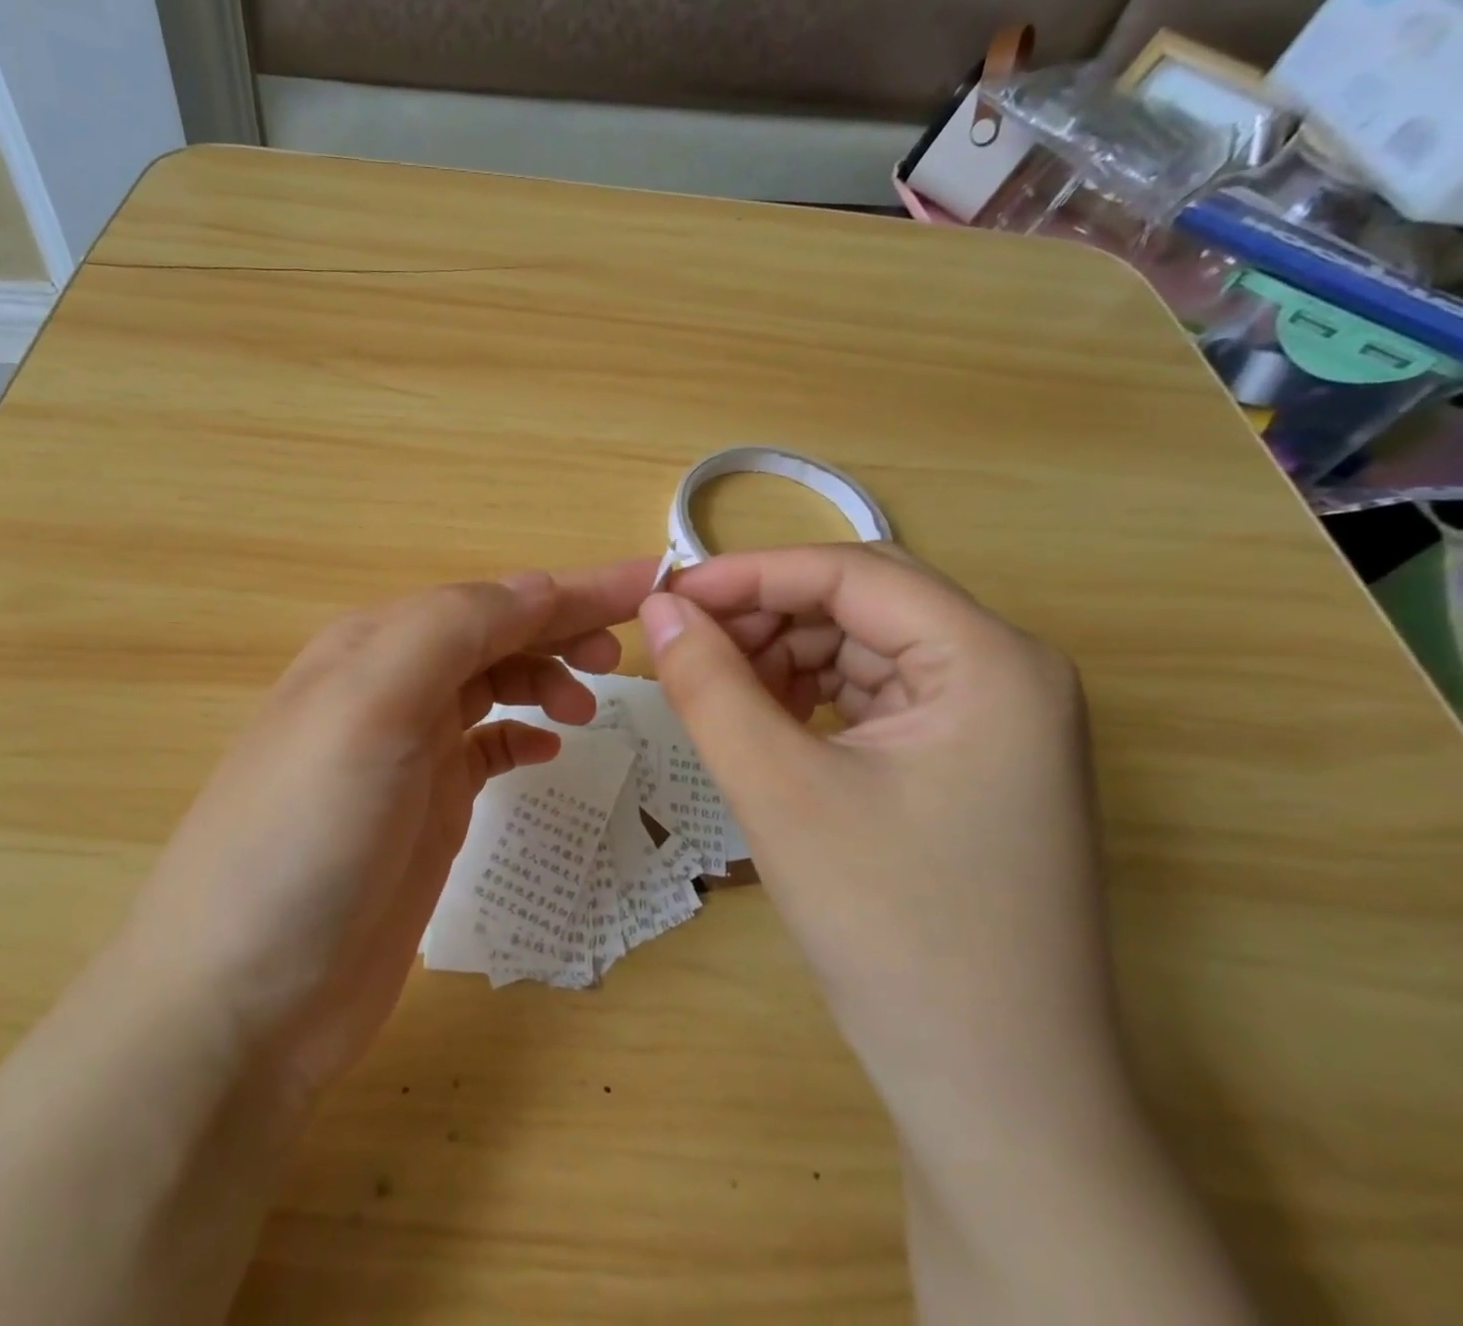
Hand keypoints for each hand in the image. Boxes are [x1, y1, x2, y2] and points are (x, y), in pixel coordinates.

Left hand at [114, 559, 655, 1104]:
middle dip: (562, 626)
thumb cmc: (307, 836)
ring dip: (543, 677)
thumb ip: (450, 631)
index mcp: (374, 648)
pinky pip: (484, 746)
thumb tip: (538, 588)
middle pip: (493, 634)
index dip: (569, 587)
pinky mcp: (423, 810)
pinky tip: (547, 749)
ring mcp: (406, 752)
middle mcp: (388, 688)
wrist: (246, 998)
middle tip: (626, 650)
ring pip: (490, 685)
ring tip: (590, 707)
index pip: (489, 598)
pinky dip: (520, 734)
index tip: (649, 583)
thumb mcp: (370, 707)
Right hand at [642, 544, 1117, 1118]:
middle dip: (765, 615)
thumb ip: (709, 686)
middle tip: (685, 648)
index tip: (667, 596)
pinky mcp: (971, 762)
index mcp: (992, 662)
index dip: (749, 574)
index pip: (851, 572)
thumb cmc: (892, 930)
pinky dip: (810, 696)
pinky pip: (875, 695)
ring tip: (717, 692)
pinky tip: (766, 725)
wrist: (995, 1093)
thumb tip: (658, 607)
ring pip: (863, 646)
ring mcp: (995, 721)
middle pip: (862, 602)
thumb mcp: (780, 792)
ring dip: (783, 656)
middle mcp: (1007, 674)